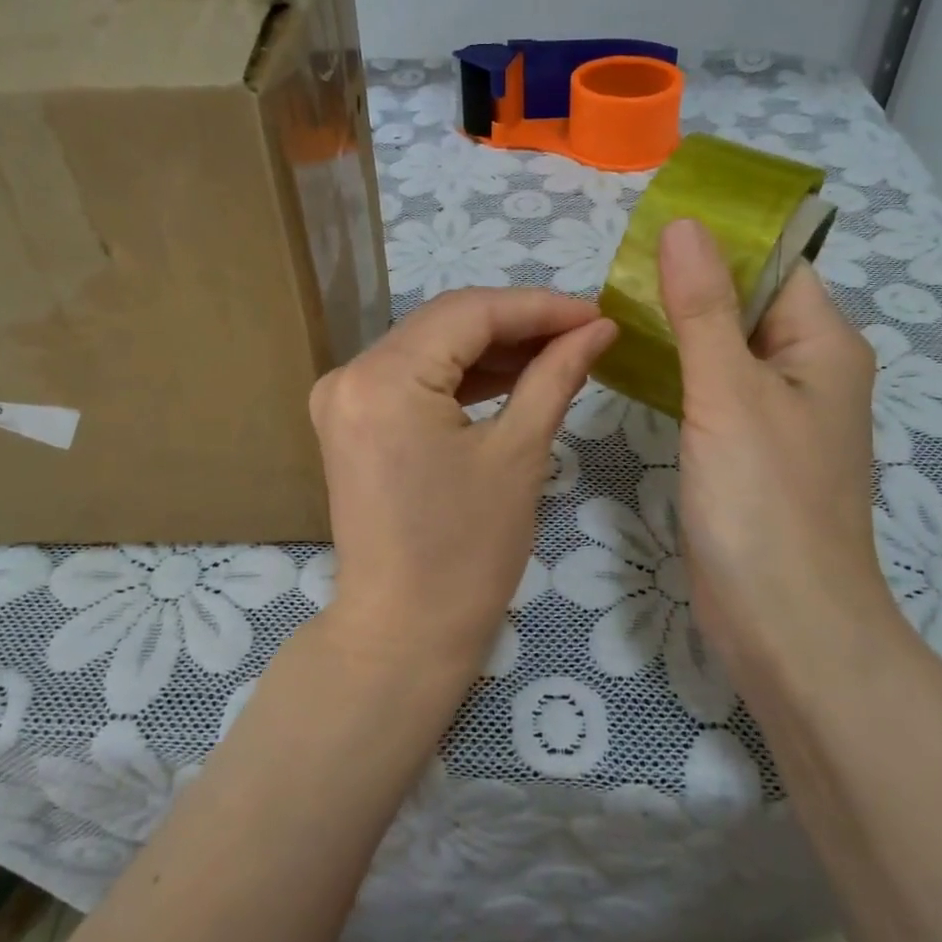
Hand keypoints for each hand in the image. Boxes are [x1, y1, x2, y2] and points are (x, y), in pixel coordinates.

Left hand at [309, 287, 616, 680]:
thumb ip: (555, 375)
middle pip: (446, 323)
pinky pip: (413, 379)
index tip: (597, 312)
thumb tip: (598, 328)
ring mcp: (343, 397)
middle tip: (584, 331)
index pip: (470, 312)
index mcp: (384, 377)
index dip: (539, 306)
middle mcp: (351, 373)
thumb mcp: (519, 455)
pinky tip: (513, 375)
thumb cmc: (467, 554)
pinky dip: (461, 376)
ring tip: (559, 351)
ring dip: (492, 348)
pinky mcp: (351, 421)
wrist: (403, 634)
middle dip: (518, 324)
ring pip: (431, 347)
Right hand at [657, 217, 900, 704]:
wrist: (786, 625)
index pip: (773, 263)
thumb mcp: (728, 393)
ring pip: (725, 348)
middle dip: (688, 281)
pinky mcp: (749, 450)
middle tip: (612, 270)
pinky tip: (633, 364)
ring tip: (611, 306)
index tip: (645, 228)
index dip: (717, 239)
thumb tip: (682, 224)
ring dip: (679, 326)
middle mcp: (807, 371)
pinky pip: (714, 389)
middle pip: (746, 302)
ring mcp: (777, 415)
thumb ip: (703, 307)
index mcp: (822, 344)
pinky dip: (679, 370)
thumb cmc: (764, 502)